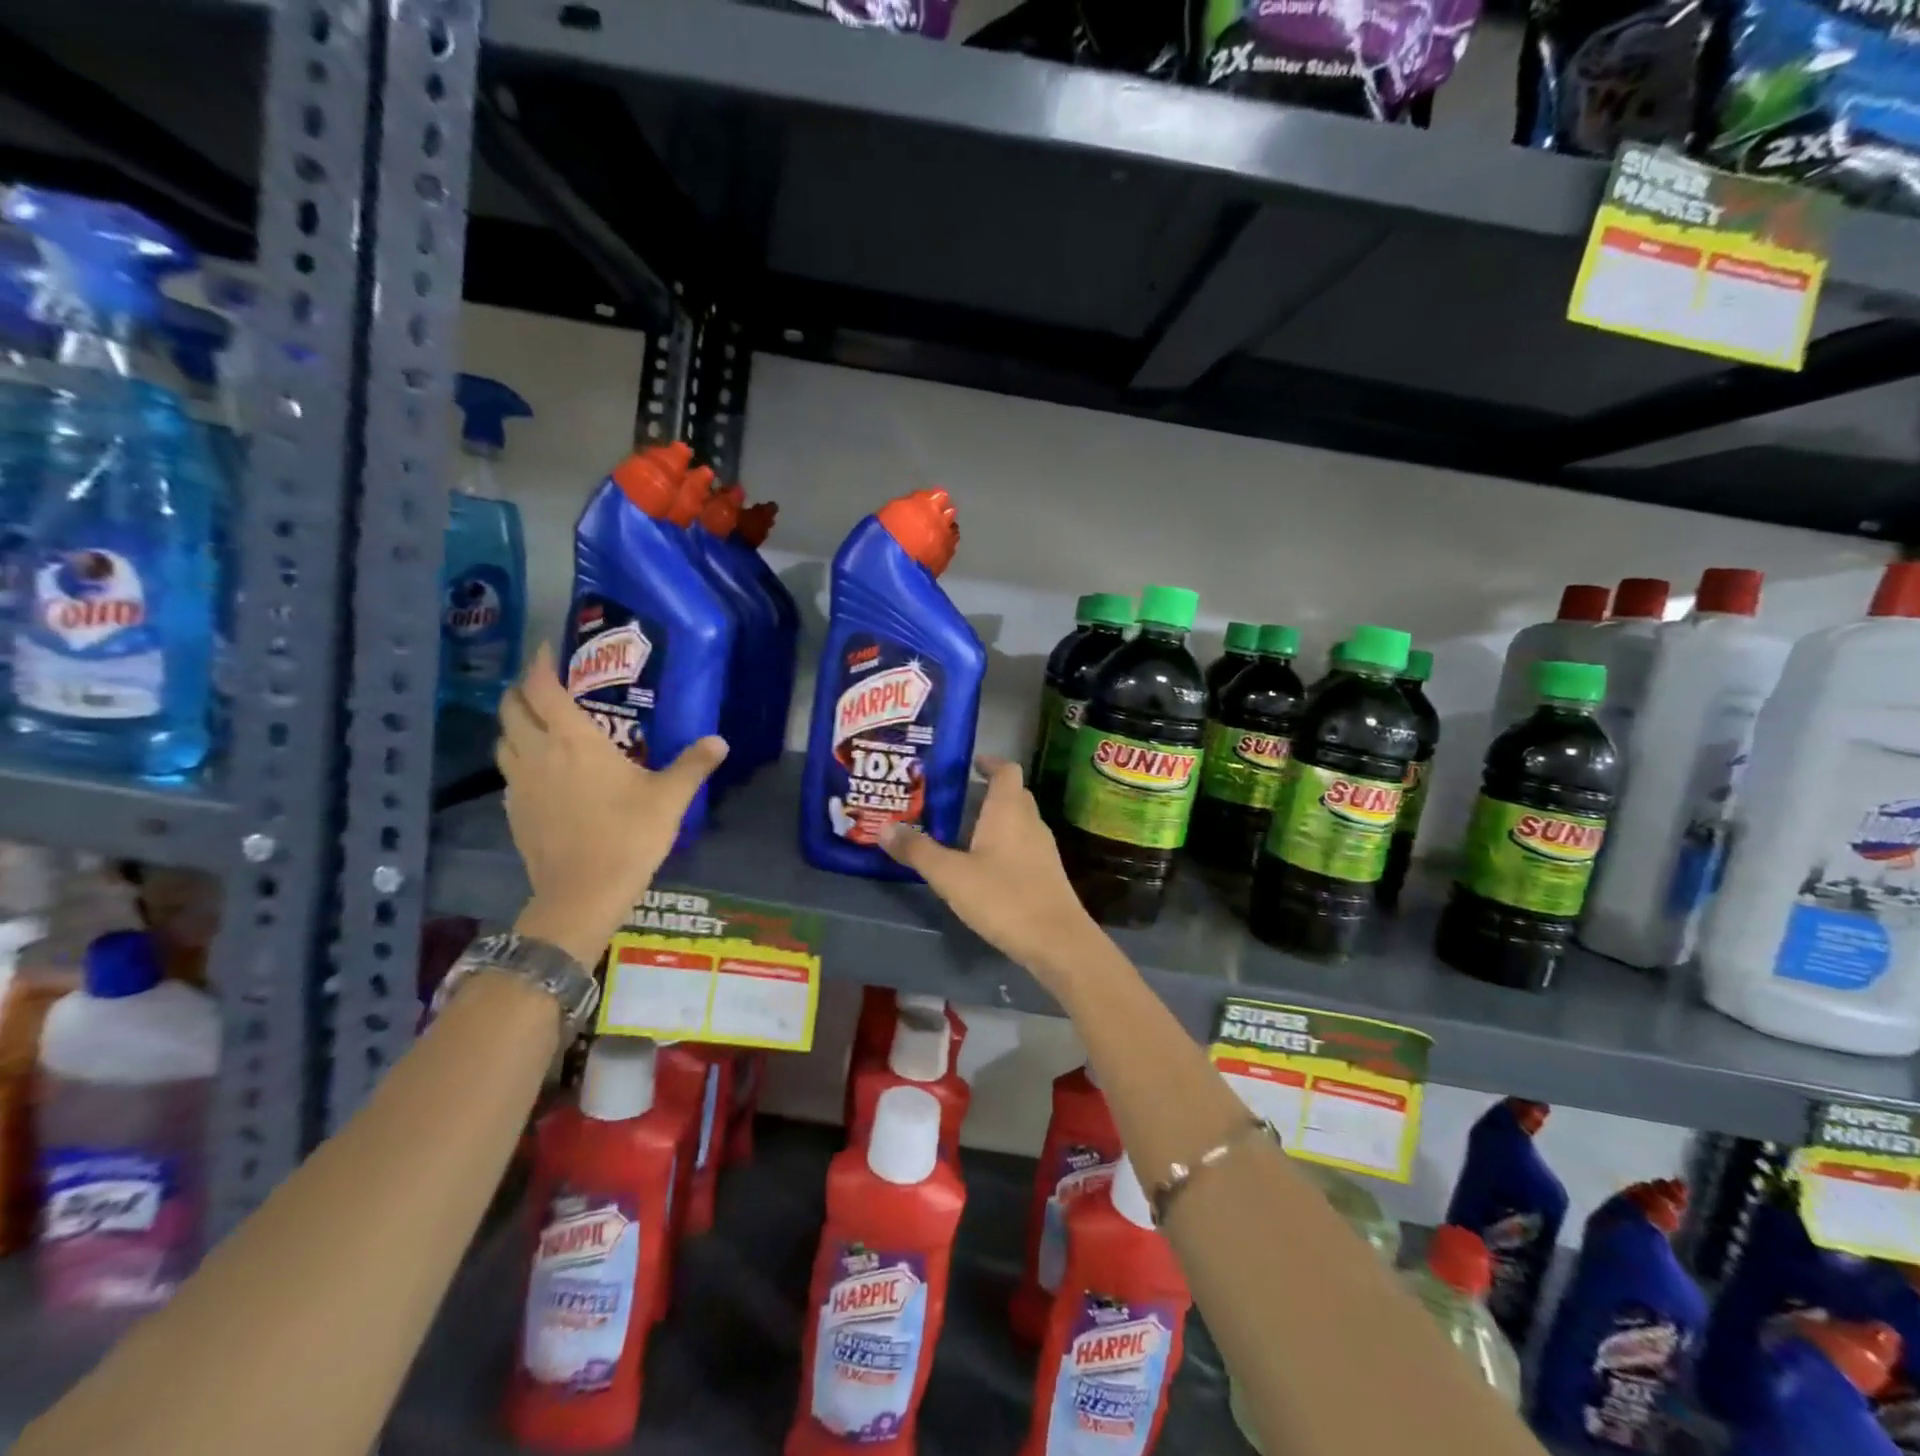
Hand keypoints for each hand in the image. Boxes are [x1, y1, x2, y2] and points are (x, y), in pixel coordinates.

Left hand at [496, 644, 726, 965]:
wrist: (582, 893)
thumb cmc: (628, 835)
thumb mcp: (670, 798)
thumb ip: (693, 764)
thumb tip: (720, 740)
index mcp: (573, 741)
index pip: (543, 689)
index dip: (540, 663)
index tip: (549, 648)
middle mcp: (538, 754)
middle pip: (511, 709)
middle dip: (522, 690)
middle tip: (546, 685)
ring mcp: (518, 784)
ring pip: (503, 740)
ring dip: (514, 724)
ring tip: (538, 723)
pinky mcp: (513, 811)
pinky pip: (508, 772)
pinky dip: (518, 759)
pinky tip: (541, 772)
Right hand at [880, 757, 1105, 994]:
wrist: (1056, 941)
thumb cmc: (1003, 897)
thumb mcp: (950, 875)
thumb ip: (918, 850)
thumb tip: (884, 828)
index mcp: (1009, 810)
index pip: (1006, 770)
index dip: (989, 762)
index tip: (969, 764)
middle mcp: (1030, 821)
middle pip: (1013, 794)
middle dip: (987, 792)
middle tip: (954, 800)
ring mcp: (1043, 849)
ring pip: (1018, 821)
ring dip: (995, 820)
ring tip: (962, 831)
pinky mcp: (1046, 874)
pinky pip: (1023, 845)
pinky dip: (1004, 844)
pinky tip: (982, 865)